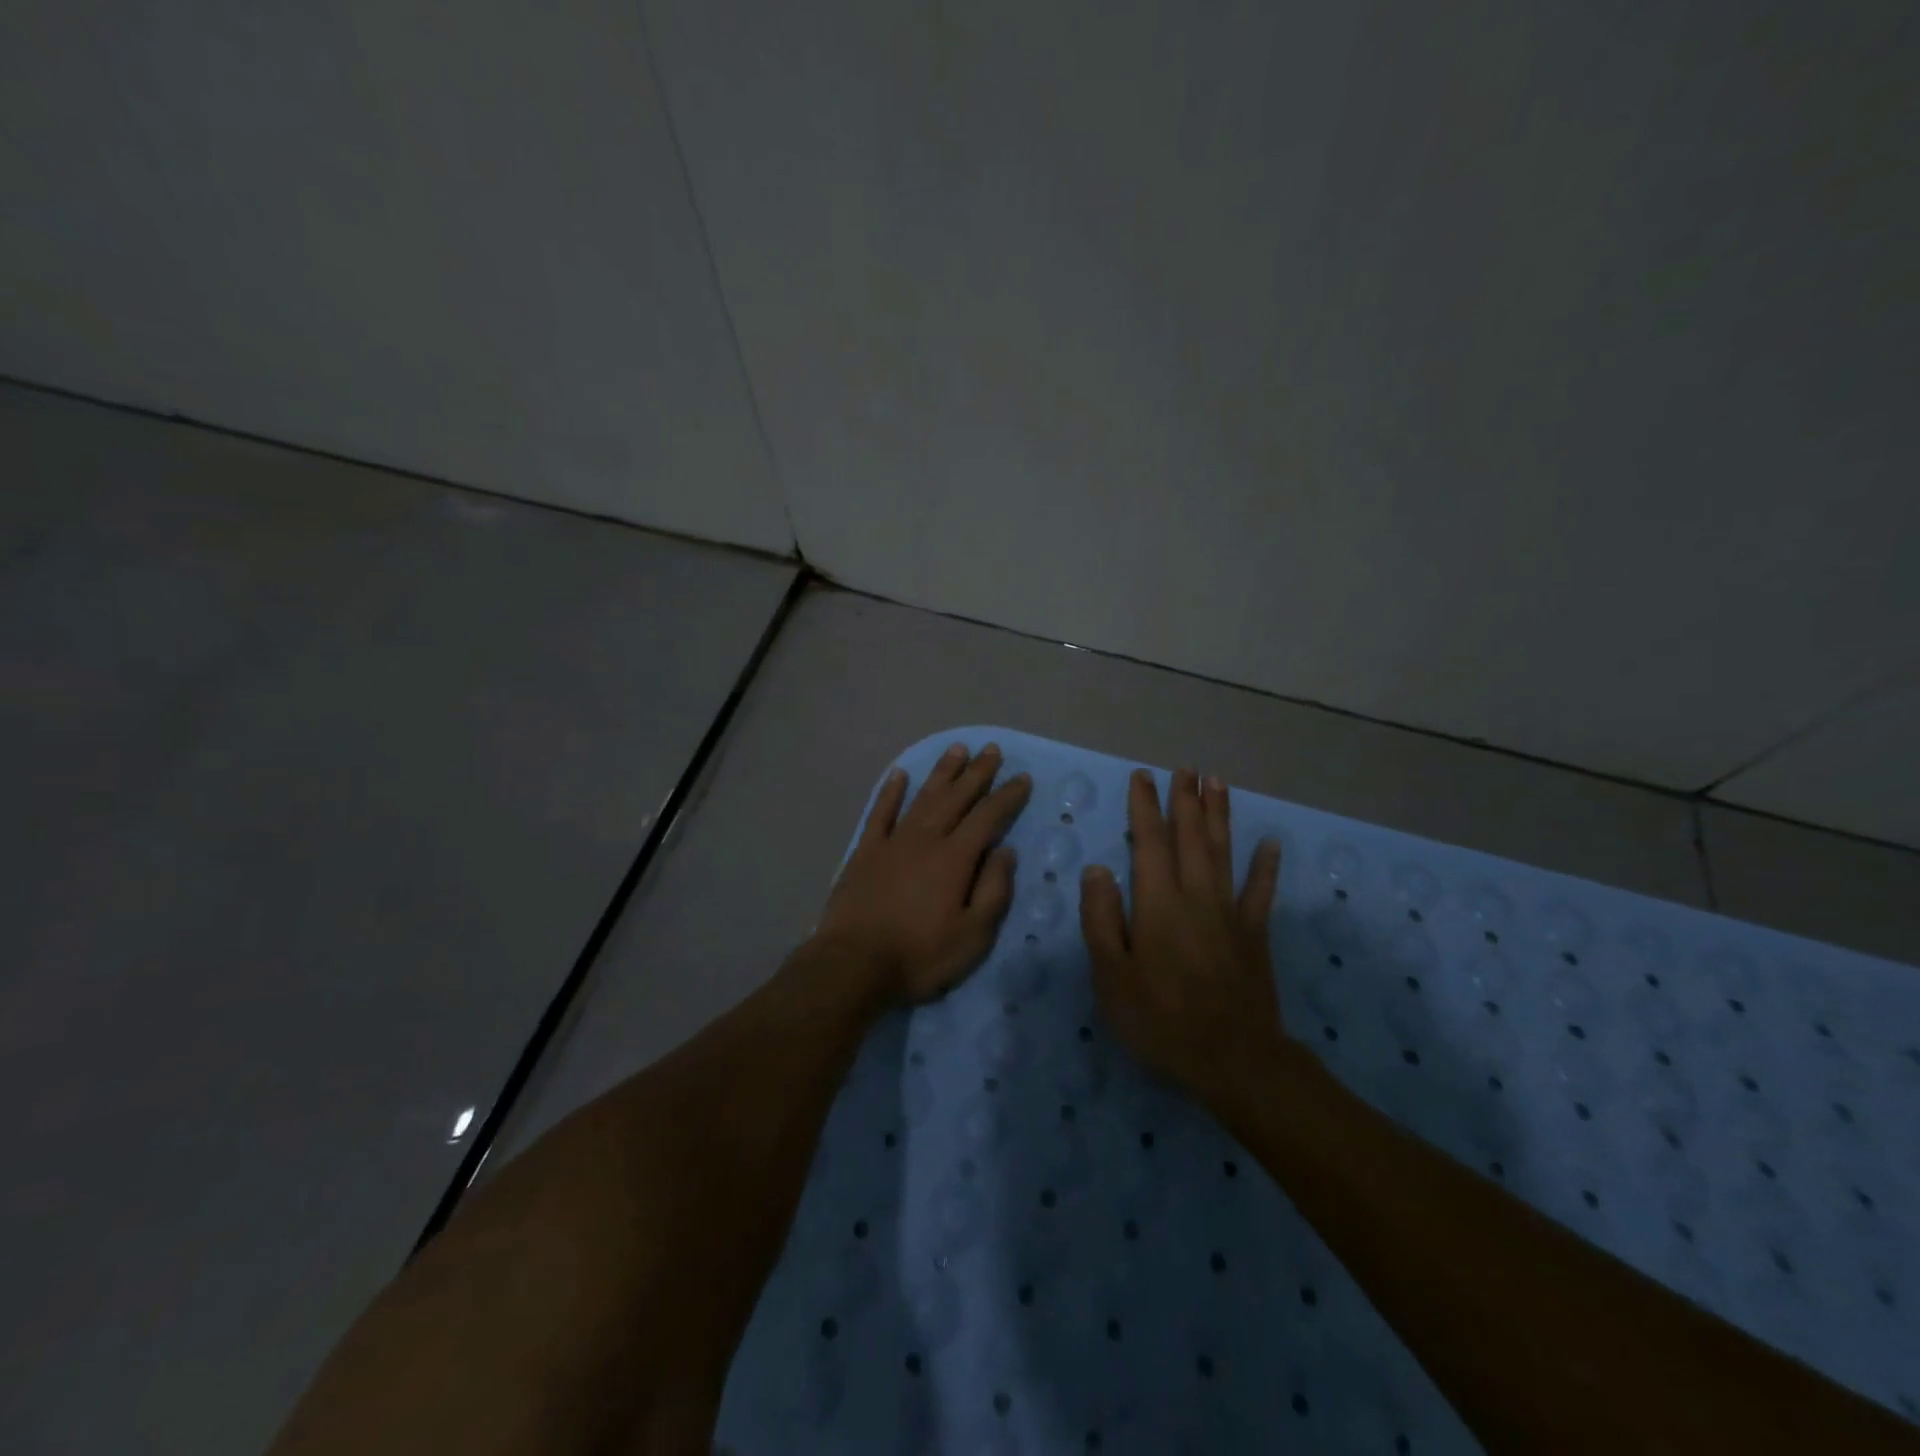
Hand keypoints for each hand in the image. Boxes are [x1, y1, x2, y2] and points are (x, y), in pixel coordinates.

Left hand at [815, 742, 1031, 1005]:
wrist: (854, 964)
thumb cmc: (920, 955)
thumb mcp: (973, 936)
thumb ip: (994, 890)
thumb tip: (1006, 851)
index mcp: (955, 858)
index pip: (988, 817)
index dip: (1007, 796)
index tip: (1022, 778)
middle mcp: (926, 839)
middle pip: (956, 798)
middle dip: (977, 773)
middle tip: (992, 749)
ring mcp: (892, 842)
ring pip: (922, 797)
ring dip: (942, 773)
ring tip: (957, 749)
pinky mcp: (865, 852)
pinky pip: (880, 813)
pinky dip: (890, 792)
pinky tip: (899, 774)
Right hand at [1080, 767, 1284, 1110]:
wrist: (1233, 1061)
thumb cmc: (1161, 1020)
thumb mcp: (1111, 977)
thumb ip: (1101, 919)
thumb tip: (1097, 869)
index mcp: (1158, 904)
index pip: (1149, 843)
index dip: (1145, 807)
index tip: (1143, 777)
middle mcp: (1196, 896)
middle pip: (1191, 838)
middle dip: (1186, 800)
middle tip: (1185, 768)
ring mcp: (1230, 913)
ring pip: (1224, 852)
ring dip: (1220, 815)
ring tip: (1218, 783)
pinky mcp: (1255, 935)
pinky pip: (1261, 892)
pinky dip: (1265, 865)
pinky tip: (1270, 843)